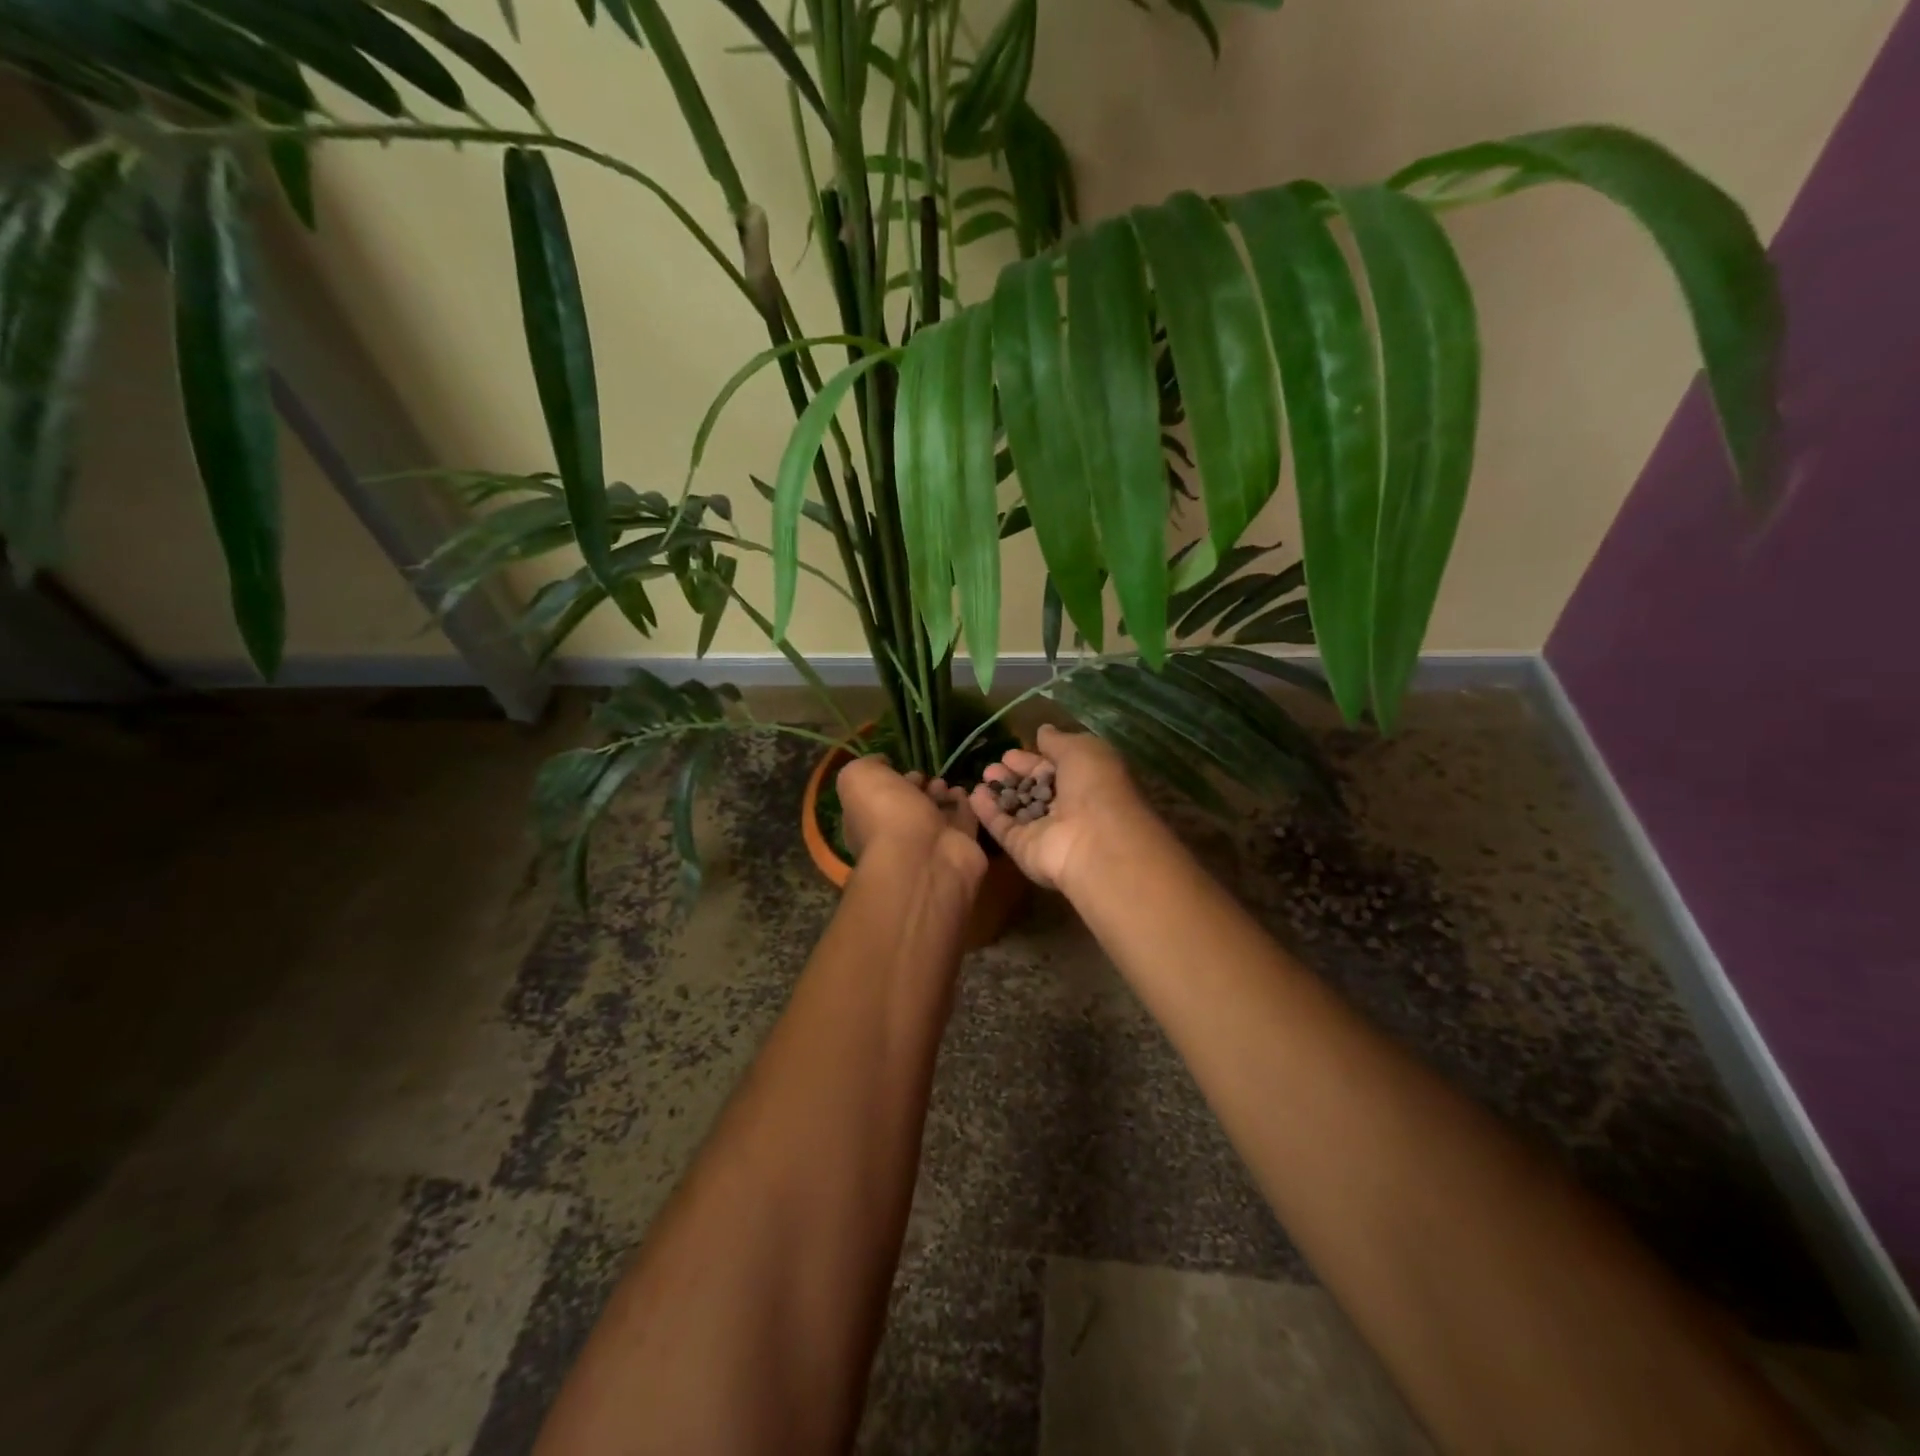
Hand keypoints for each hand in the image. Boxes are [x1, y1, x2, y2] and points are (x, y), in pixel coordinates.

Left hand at [838, 754, 986, 879]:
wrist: (922, 856)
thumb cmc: (884, 814)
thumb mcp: (858, 778)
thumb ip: (867, 765)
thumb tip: (882, 763)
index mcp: (868, 822)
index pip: (878, 799)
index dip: (890, 782)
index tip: (902, 768)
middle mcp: (897, 835)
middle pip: (910, 806)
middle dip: (919, 789)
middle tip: (929, 777)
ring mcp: (930, 844)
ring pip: (938, 814)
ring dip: (942, 796)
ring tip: (946, 784)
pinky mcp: (961, 847)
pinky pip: (964, 821)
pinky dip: (965, 805)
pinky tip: (963, 792)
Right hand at [968, 724, 1154, 894]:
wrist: (1093, 841)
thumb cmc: (1094, 787)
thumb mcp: (1081, 750)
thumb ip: (1057, 741)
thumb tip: (1043, 730)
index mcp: (1085, 782)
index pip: (1053, 769)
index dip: (1032, 761)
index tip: (1009, 753)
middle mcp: (1066, 807)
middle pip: (1034, 789)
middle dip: (1013, 776)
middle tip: (991, 765)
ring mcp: (1044, 831)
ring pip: (1018, 808)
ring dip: (1000, 791)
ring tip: (982, 776)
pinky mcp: (1024, 848)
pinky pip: (1003, 827)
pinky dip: (988, 812)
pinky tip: (973, 795)